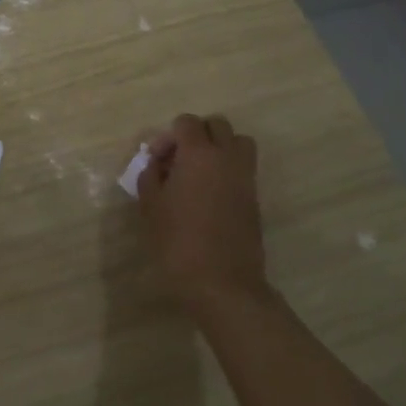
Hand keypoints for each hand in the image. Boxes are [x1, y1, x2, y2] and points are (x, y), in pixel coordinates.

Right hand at [136, 113, 270, 312]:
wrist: (221, 283)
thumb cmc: (178, 241)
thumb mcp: (150, 206)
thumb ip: (150, 175)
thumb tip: (157, 164)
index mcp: (199, 154)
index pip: (187, 122)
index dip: (169, 137)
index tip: (157, 161)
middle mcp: (227, 157)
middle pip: (217, 124)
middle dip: (197, 135)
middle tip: (179, 161)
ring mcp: (246, 177)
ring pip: (238, 142)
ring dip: (219, 148)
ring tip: (199, 173)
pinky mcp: (255, 198)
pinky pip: (243, 168)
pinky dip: (228, 170)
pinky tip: (209, 195)